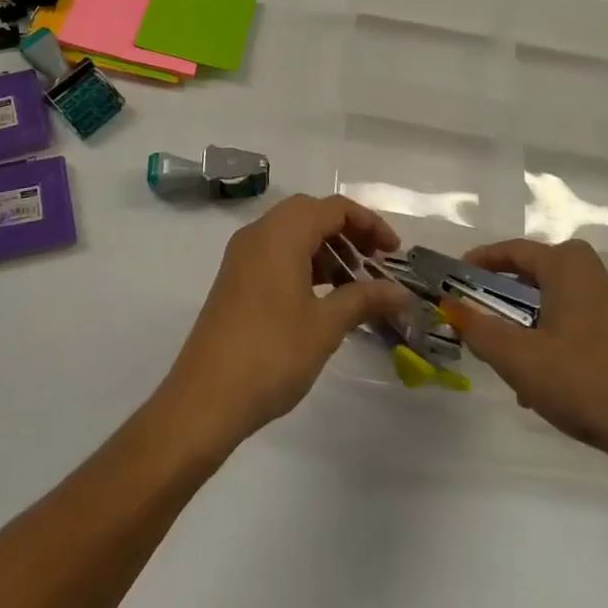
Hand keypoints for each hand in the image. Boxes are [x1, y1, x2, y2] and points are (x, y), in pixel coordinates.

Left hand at [154, 195, 412, 455]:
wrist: (205, 398)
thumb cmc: (271, 354)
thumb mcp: (325, 325)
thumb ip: (364, 299)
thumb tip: (401, 292)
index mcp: (280, 234)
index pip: (332, 208)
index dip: (369, 224)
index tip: (394, 254)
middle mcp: (258, 234)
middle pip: (311, 214)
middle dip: (348, 233)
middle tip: (375, 264)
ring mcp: (242, 257)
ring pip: (292, 234)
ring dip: (326, 250)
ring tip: (354, 285)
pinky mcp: (235, 280)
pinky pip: (276, 255)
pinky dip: (304, 264)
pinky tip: (323, 298)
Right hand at [444, 238, 607, 488]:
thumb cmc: (586, 381)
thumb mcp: (519, 358)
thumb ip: (479, 330)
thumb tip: (452, 306)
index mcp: (567, 266)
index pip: (513, 250)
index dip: (480, 261)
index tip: (455, 277)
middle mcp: (593, 276)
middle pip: (535, 277)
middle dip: (503, 299)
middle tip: (478, 320)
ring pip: (556, 307)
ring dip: (527, 328)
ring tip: (508, 363)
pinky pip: (577, 331)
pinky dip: (553, 346)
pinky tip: (546, 388)